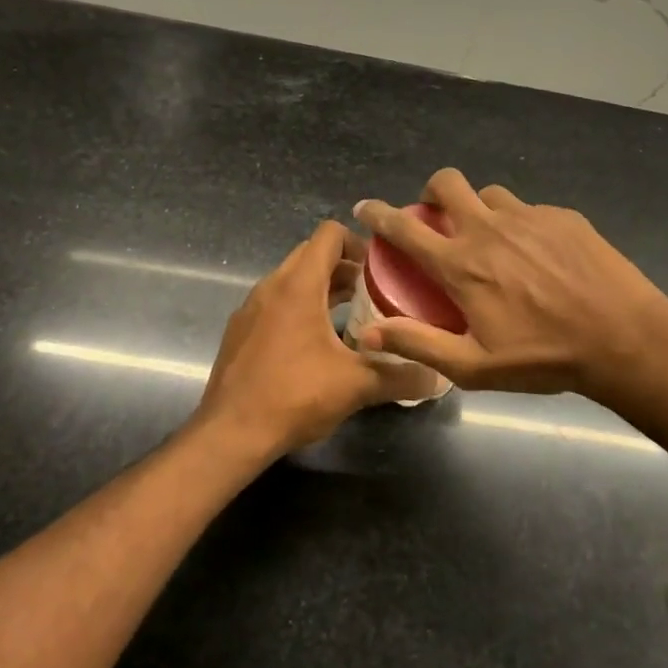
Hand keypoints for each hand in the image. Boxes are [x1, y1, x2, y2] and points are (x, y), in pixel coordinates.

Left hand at [198, 221, 427, 458]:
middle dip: (345, 268)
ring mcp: (251, 309)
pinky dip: (300, 309)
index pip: (329, 235)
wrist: (230, 433)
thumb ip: (400, 376)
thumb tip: (437, 376)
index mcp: (298, 285)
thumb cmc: (294, 395)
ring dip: (322, 289)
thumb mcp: (356, 386)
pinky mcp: (240, 332)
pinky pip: (276, 304)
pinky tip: (318, 345)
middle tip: (374, 293)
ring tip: (353, 318)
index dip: (359, 243)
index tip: (382, 269)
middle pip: (311, 255)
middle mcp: (271, 287)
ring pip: (292, 281)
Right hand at [353, 169, 667, 399]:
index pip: (405, 227)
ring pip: (490, 195)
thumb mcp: (474, 366)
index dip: (379, 214)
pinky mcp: (563, 217)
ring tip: (493, 240)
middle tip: (438, 216)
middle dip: (433, 191)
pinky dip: (521, 226)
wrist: (624, 339)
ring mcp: (529, 217)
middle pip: (448, 183)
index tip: (366, 207)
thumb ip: (418, 344)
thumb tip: (368, 333)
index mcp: (461, 264)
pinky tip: (540, 257)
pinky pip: (530, 210)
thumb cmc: (543, 358)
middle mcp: (489, 230)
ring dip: (479, 209)